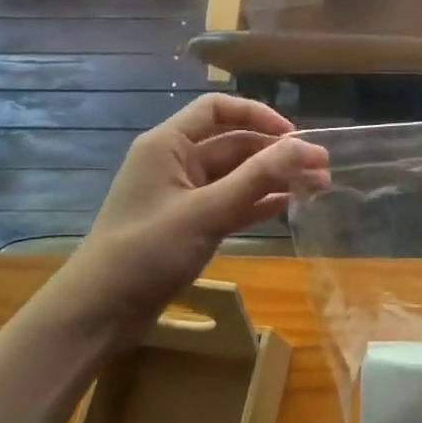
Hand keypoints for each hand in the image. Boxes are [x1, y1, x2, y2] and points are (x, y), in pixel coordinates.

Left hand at [54, 96, 328, 327]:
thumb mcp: (207, 211)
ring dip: (274, 179)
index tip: (295, 137)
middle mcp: (176, 162)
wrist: (100, 312)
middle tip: (322, 168)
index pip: (217, 110)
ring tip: (317, 188)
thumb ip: (257, 177)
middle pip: (233, 144)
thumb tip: (304, 146)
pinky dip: (258, 202)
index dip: (259, 115)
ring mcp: (182, 195)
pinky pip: (230, 202)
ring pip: (236, 175)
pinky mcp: (189, 223)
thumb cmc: (147, 251)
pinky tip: (289, 206)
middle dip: (277, 153)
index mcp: (168, 145)